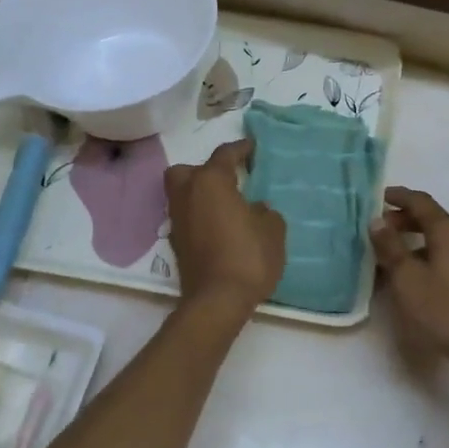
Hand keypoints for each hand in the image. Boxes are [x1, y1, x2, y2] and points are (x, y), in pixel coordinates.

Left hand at [164, 139, 285, 310]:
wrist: (217, 300)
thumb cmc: (248, 257)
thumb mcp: (273, 230)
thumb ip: (265, 212)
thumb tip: (256, 209)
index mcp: (211, 182)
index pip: (224, 155)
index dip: (240, 149)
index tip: (252, 147)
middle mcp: (187, 194)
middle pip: (187, 171)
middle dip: (204, 170)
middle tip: (227, 179)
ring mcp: (177, 220)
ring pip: (182, 194)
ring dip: (200, 194)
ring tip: (225, 204)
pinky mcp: (176, 243)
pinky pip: (186, 217)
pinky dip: (199, 216)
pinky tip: (218, 226)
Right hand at [370, 188, 448, 384]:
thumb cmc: (446, 310)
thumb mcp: (408, 279)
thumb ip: (391, 247)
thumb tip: (377, 220)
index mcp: (448, 230)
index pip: (420, 201)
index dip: (397, 196)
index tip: (376, 197)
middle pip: (431, 218)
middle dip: (403, 220)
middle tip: (377, 230)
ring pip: (439, 239)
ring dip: (413, 241)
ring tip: (389, 256)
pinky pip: (447, 256)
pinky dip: (426, 256)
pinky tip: (413, 277)